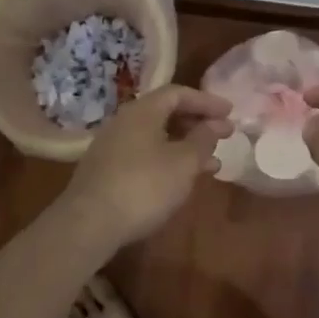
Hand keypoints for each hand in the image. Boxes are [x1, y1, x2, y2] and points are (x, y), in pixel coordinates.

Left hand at [60, 85, 232, 246]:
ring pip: (156, 136)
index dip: (206, 101)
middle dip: (197, 123)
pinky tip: (181, 180)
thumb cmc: (144, 186)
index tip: (230, 113)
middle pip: (165, 113)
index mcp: (143, 111)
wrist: (88, 224)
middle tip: (223, 136)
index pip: (178, 93)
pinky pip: (144, 154)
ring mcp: (112, 145)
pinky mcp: (106, 170)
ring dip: (185, 145)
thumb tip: (215, 124)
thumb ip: (203, 140)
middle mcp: (124, 121)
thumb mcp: (183, 163)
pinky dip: (168, 159)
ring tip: (211, 164)